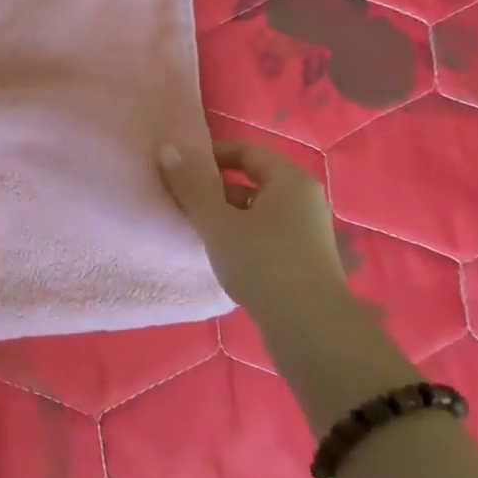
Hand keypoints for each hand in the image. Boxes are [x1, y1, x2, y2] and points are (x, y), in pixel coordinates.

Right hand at [158, 140, 348, 321]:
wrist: (311, 329)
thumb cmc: (262, 263)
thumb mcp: (217, 222)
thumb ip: (191, 185)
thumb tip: (167, 148)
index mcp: (290, 180)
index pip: (246, 151)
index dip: (210, 155)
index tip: (179, 170)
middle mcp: (305, 199)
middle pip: (252, 180)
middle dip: (215, 188)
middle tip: (182, 202)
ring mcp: (308, 232)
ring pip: (258, 210)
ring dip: (226, 215)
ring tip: (198, 232)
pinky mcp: (305, 260)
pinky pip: (266, 234)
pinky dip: (242, 237)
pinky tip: (223, 257)